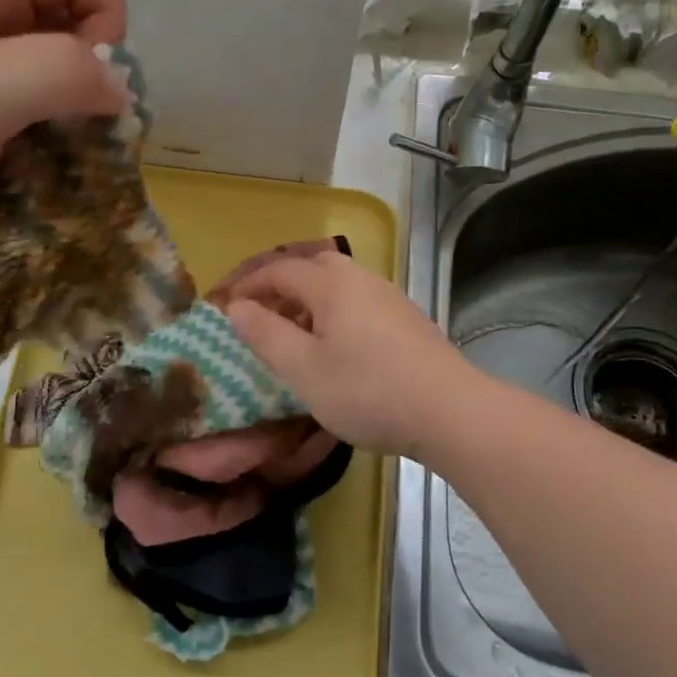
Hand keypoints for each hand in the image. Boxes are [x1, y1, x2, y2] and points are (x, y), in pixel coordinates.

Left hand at [0, 0, 129, 262]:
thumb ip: (59, 73)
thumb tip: (120, 86)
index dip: (105, 16)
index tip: (85, 83)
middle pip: (75, 20)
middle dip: (90, 78)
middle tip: (68, 134)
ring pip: (56, 78)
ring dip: (69, 122)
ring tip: (46, 167)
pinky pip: (30, 119)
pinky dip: (44, 148)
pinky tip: (24, 181)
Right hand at [224, 252, 485, 465]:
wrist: (449, 409)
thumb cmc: (367, 390)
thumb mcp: (303, 369)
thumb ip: (265, 335)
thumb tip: (237, 308)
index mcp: (330, 283)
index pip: (278, 270)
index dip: (248, 285)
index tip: (226, 307)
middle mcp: (360, 278)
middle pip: (311, 267)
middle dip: (280, 287)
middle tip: (261, 317)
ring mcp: (388, 296)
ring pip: (337, 285)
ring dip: (308, 301)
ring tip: (294, 336)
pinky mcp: (406, 318)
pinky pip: (358, 302)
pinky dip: (334, 313)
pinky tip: (336, 348)